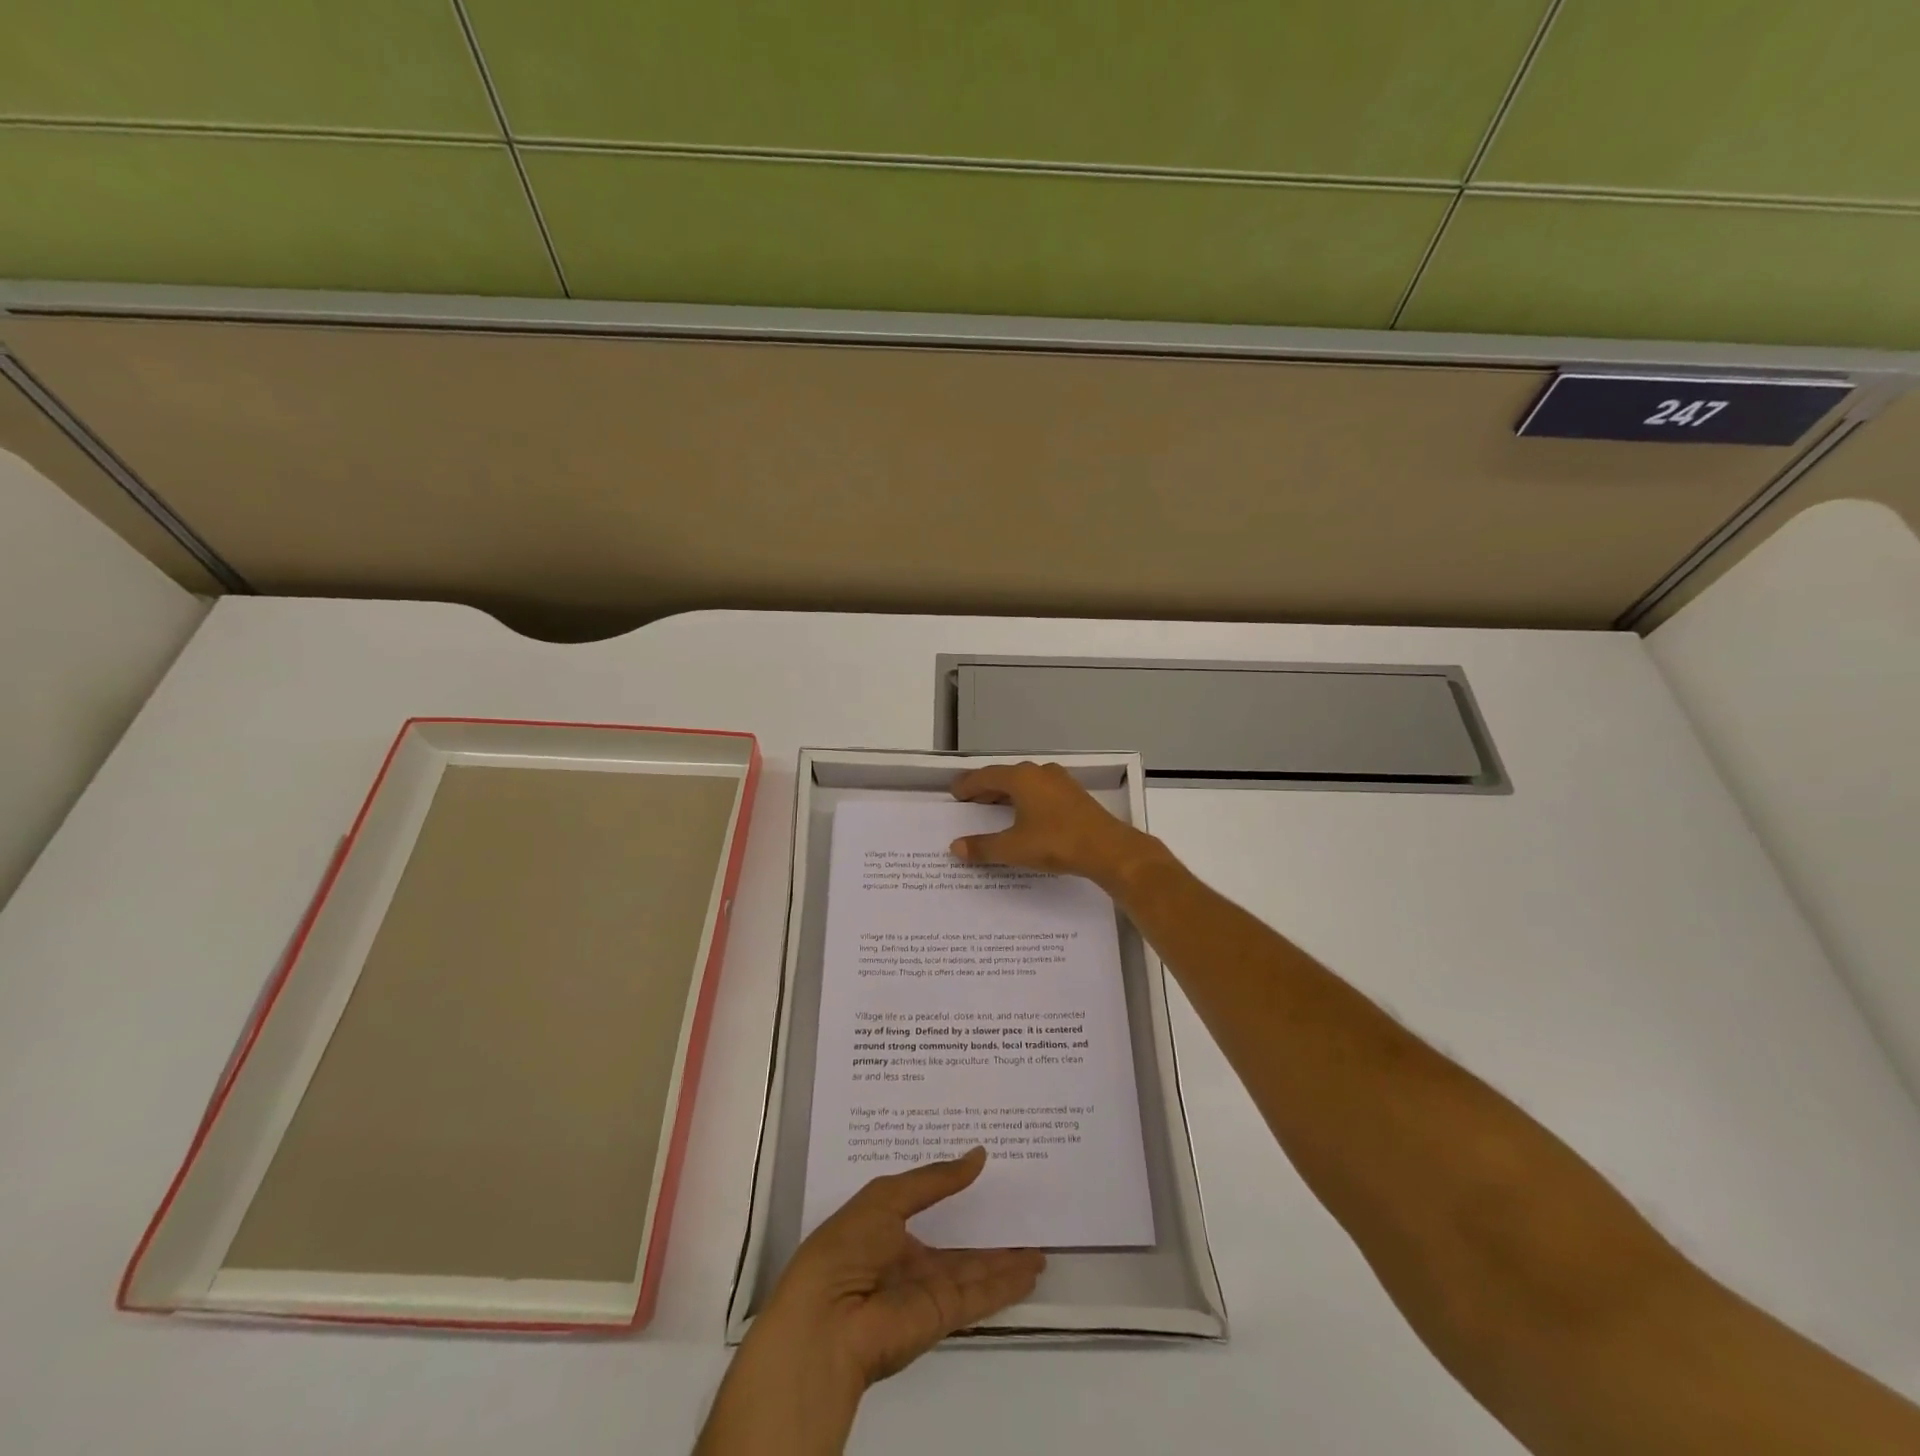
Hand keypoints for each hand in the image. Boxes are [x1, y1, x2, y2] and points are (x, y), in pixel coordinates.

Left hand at [696, 1150, 1043, 1455]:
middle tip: (1020, 1211)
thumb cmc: (846, 1246)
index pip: (926, 1204)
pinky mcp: (942, 1316)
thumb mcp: (886, 1196)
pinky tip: (1030, 1271)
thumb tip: (978, 1154)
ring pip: (974, 1271)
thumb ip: (935, 1179)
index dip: (952, 1188)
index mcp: (885, 1227)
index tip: (983, 1170)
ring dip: (1005, 1261)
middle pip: (956, 1244)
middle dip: (986, 1232)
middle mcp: (907, 1259)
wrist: (827, 1323)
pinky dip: (1006, 1284)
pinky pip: (980, 1295)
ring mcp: (926, 1290)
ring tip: (1038, 1248)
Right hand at [949, 761, 1166, 892]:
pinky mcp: (1074, 795)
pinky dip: (1026, 799)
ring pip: (1026, 783)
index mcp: (1022, 778)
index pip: (986, 776)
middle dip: (986, 788)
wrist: (1107, 849)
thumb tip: (955, 847)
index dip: (968, 785)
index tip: (955, 793)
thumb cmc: (1056, 842)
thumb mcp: (1013, 848)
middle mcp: (1040, 772)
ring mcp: (1061, 782)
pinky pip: (1041, 791)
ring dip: (1007, 793)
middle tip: (970, 801)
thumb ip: (983, 847)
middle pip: (1006, 776)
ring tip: (994, 809)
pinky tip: (1025, 815)